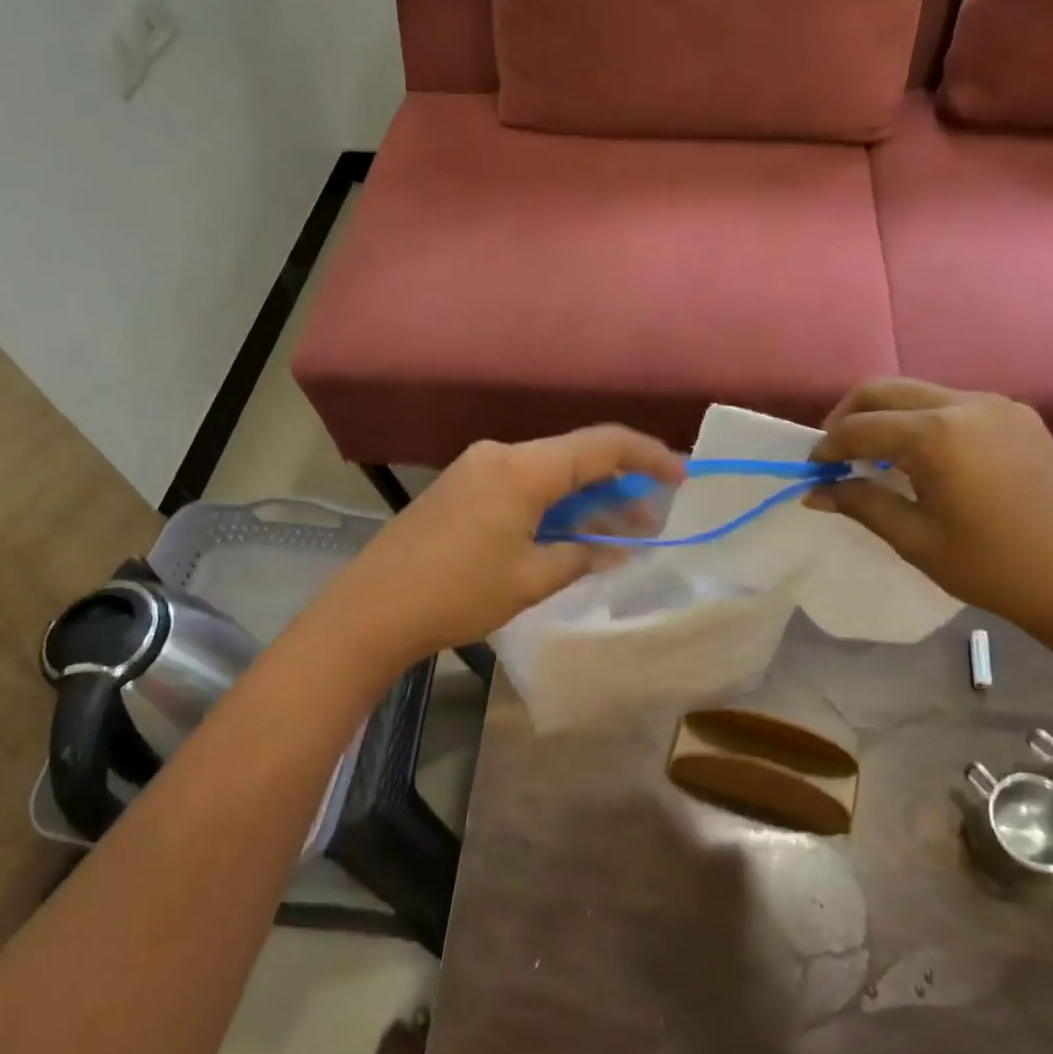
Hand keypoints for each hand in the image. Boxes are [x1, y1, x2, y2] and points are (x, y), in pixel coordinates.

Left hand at [324, 428, 685, 665]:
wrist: (371, 609)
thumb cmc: (457, 593)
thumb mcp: (531, 579)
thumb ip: (582, 556)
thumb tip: (620, 549)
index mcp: (522, 468)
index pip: (601, 445)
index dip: (648, 456)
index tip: (681, 476)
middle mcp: (499, 455)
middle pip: (574, 455)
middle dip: (618, 483)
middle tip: (652, 516)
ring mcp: (475, 468)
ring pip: (548, 471)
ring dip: (584, 497)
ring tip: (619, 531)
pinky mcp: (460, 487)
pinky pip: (521, 484)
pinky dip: (552, 503)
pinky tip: (569, 531)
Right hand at [806, 379, 1052, 641]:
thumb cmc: (992, 567)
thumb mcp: (915, 539)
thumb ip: (861, 503)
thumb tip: (816, 491)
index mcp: (937, 435)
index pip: (860, 427)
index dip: (827, 447)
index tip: (814, 473)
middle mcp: (966, 404)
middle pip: (884, 390)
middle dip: (849, 417)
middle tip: (835, 455)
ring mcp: (997, 406)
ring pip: (918, 392)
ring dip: (886, 417)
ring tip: (874, 459)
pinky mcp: (1019, 416)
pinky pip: (952, 404)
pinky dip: (921, 421)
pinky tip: (921, 459)